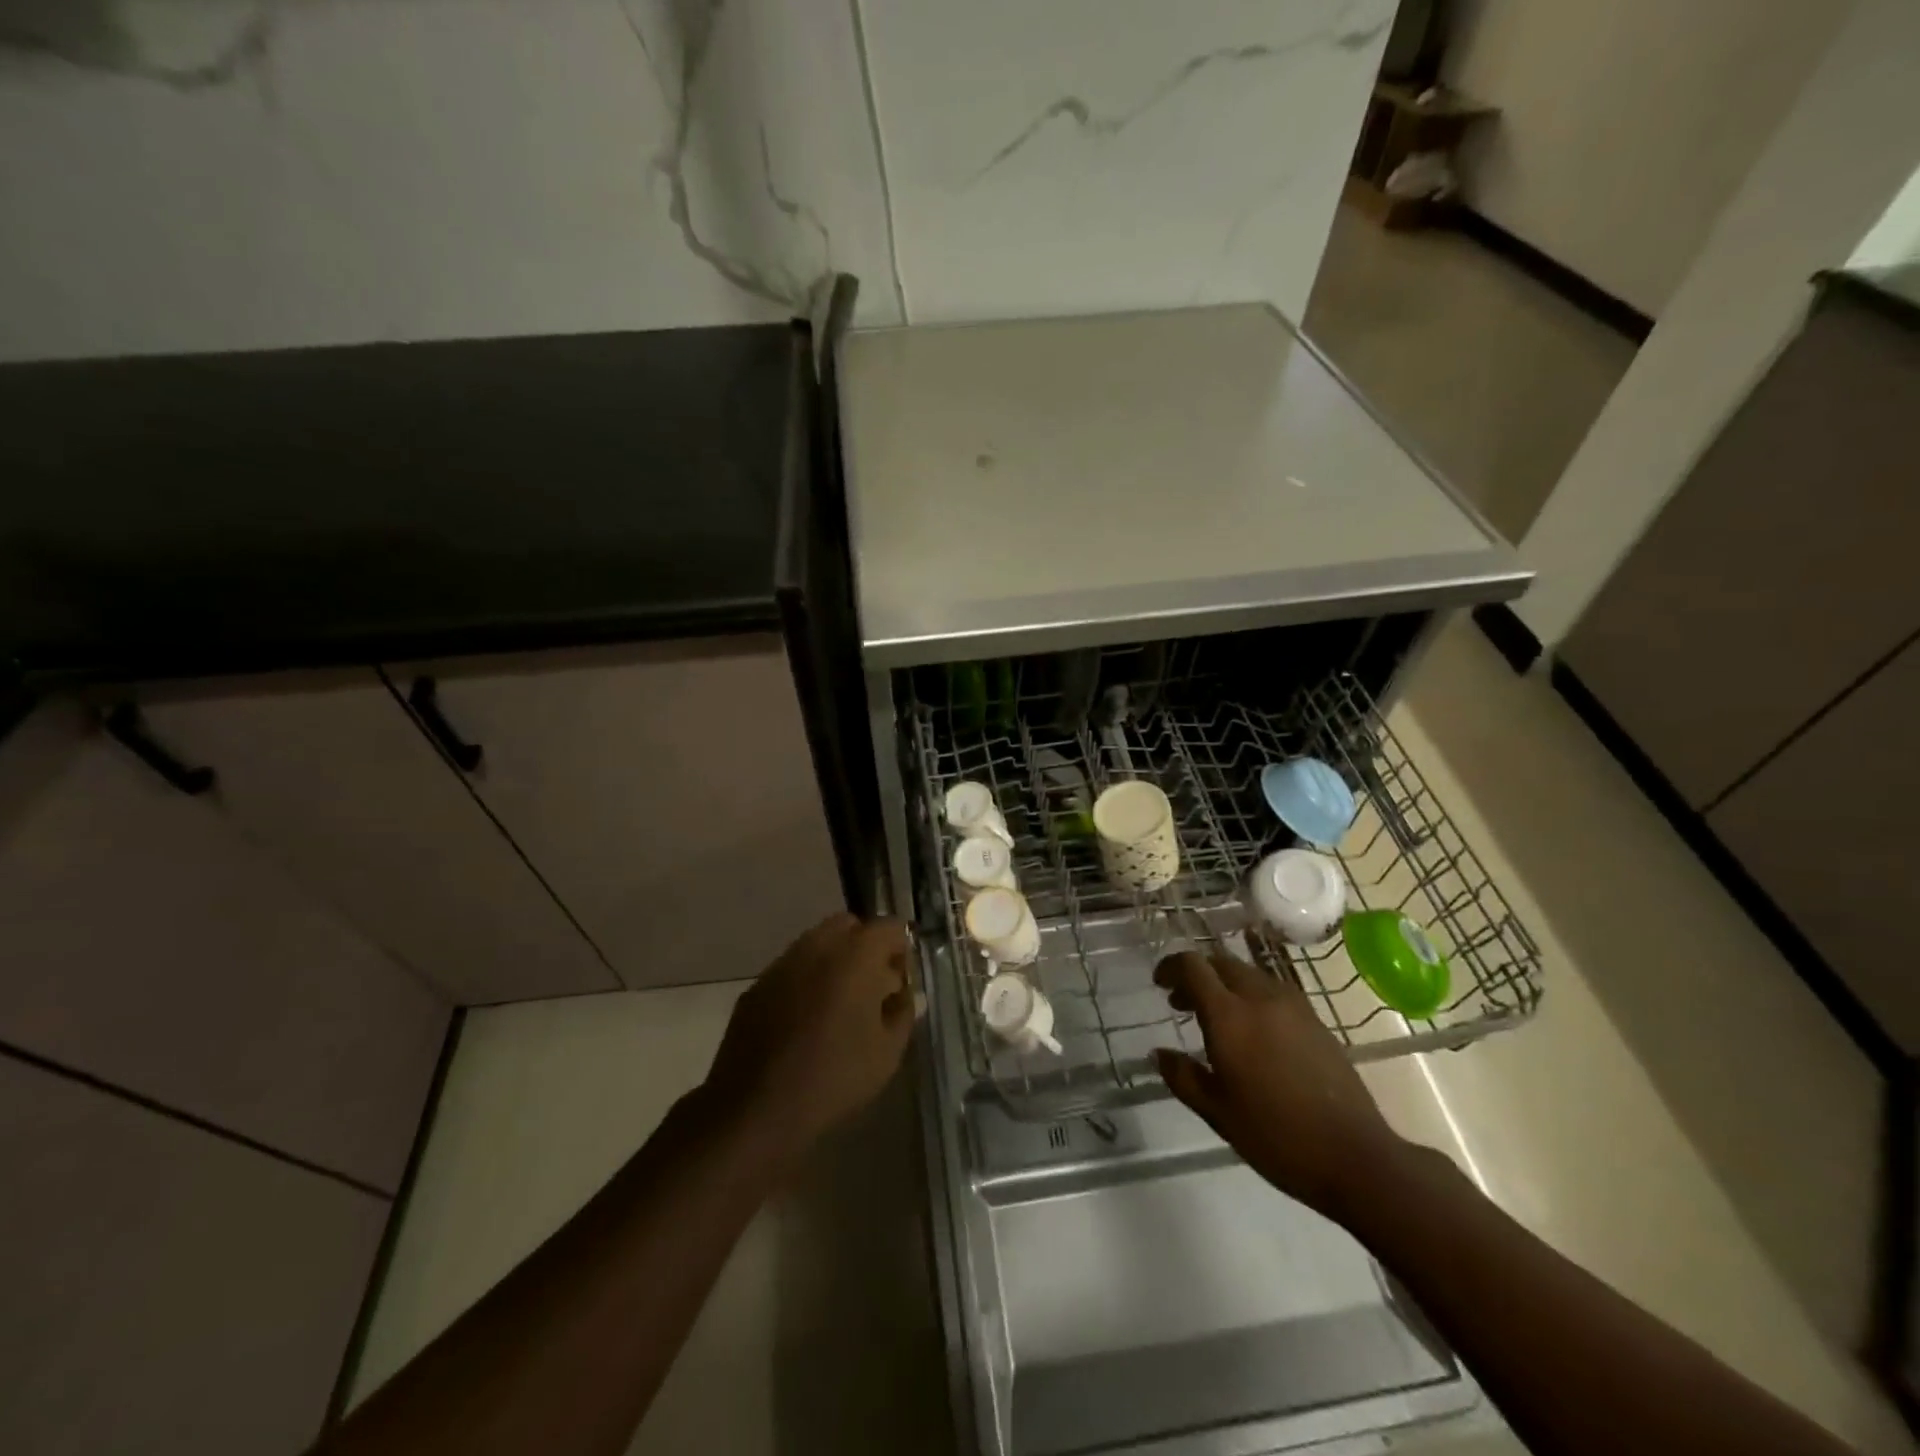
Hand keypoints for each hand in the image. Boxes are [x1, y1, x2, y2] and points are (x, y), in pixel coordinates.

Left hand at [704, 914, 914, 1152]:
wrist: (757, 1108)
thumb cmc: (834, 1078)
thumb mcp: (888, 1052)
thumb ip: (902, 1012)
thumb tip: (902, 994)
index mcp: (855, 955)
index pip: (890, 928)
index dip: (901, 951)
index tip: (900, 984)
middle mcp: (817, 946)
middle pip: (850, 925)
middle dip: (866, 947)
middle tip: (872, 988)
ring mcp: (782, 963)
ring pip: (816, 943)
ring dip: (834, 961)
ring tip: (839, 1005)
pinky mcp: (757, 986)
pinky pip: (791, 968)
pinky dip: (806, 980)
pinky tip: (805, 1021)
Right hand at [1153, 946, 1401, 1221]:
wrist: (1356, 1156)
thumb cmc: (1276, 1137)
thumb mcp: (1217, 1113)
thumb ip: (1182, 1077)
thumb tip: (1159, 1053)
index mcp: (1229, 1016)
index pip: (1193, 966)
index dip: (1171, 967)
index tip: (1159, 984)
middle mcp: (1260, 998)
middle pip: (1221, 963)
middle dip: (1197, 974)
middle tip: (1182, 1003)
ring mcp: (1293, 1006)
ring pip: (1249, 974)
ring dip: (1225, 983)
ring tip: (1217, 1017)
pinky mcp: (1316, 1020)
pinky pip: (1273, 990)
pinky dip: (1251, 996)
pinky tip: (1253, 1032)